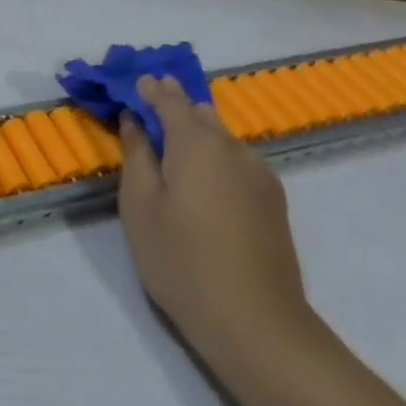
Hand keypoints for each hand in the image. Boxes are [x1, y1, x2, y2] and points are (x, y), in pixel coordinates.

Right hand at [117, 76, 316, 369]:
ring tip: (170, 143)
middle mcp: (234, 149)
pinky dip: (214, 156)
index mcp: (198, 144)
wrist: (257, 324)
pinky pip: (237, 161)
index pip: (170, 99)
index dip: (149, 88)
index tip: (132, 81)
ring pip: (222, 138)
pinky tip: (201, 179)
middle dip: (173, 105)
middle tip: (146, 107)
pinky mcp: (273, 202)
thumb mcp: (140, 206)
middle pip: (200, 114)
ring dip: (195, 132)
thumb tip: (134, 121)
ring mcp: (260, 176)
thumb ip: (136, 155)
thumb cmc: (182, 261)